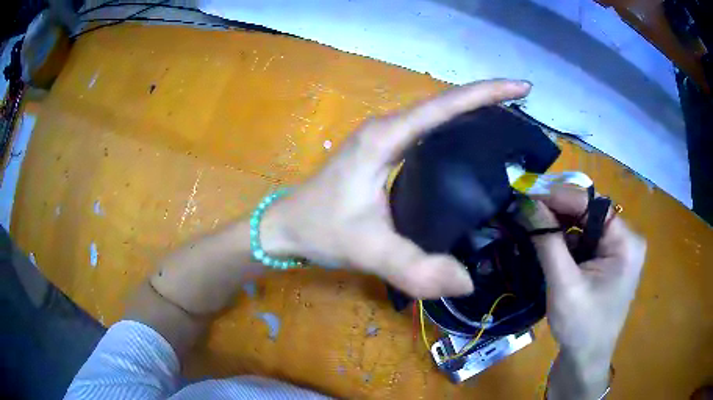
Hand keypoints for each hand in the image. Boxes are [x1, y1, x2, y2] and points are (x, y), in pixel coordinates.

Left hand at [262, 80, 531, 298]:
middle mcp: (387, 128)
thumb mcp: (367, 250)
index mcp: (386, 138)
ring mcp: (384, 138)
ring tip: (510, 122)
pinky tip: (473, 148)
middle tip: (524, 108)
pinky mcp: (383, 152)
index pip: (445, 106)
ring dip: (473, 113)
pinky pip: (428, 133)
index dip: (486, 93)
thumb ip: (413, 268)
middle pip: (446, 104)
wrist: (286, 226)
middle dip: (487, 100)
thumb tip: (467, 282)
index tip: (521, 88)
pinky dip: (455, 132)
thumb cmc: (320, 229)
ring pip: (437, 117)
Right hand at [526, 185, 646, 397]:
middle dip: (558, 212)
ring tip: (533, 227)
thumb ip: (548, 241)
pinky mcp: (608, 260)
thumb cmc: (580, 327)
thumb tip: (527, 204)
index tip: (527, 193)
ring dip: (560, 226)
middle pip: (589, 213)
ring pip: (585, 225)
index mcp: (626, 242)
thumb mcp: (564, 285)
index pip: (592, 204)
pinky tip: (548, 246)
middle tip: (526, 211)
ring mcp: (618, 250)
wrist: (585, 360)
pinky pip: (585, 240)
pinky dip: (565, 241)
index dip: (560, 197)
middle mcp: (626, 239)